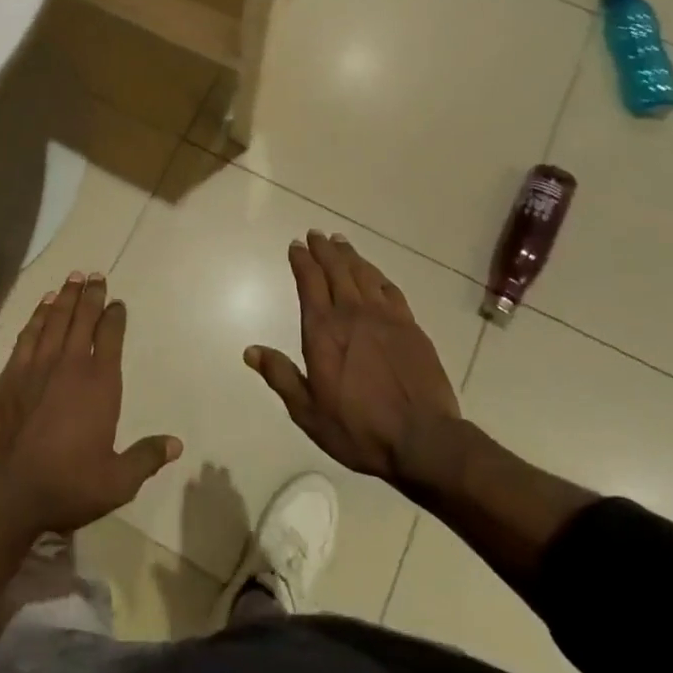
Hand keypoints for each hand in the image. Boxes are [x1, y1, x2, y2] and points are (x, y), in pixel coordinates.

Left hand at [0, 273, 181, 535]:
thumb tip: (176, 444)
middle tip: (95, 276)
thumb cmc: (66, 486)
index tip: (118, 302)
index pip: (110, 337)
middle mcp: (70, 365)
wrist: (5, 494)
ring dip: (65, 297)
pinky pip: (28, 335)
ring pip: (54, 320)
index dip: (115, 316)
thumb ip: (146, 458)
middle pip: (83, 319)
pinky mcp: (10, 375)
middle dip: (91, 296)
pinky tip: (42, 305)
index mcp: (100, 384)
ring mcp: (37, 367)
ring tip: (72, 278)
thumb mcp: (117, 482)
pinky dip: (37, 316)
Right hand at [246, 232, 461, 483]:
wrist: (422, 439)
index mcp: (323, 331)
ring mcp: (384, 317)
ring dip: (349, 255)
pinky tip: (373, 272)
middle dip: (323, 249)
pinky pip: (390, 289)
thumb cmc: (358, 428)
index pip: (309, 282)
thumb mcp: (308, 411)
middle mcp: (352, 313)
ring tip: (340, 242)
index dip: (302, 260)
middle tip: (316, 234)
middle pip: (336, 269)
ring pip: (363, 273)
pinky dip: (377, 275)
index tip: (296, 245)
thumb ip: (280, 376)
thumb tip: (250, 351)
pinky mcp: (410, 326)